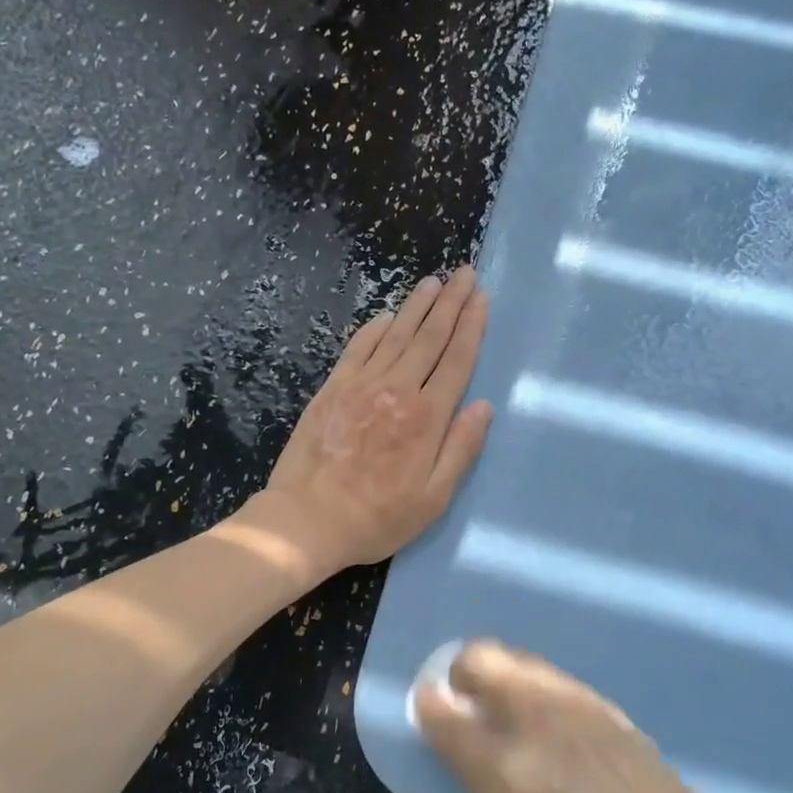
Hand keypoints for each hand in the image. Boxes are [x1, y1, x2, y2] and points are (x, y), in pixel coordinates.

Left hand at [256, 268, 492, 579]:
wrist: (308, 519)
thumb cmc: (378, 517)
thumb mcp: (434, 498)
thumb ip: (461, 449)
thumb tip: (483, 406)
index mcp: (427, 417)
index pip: (457, 360)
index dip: (472, 326)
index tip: (482, 298)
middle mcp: (398, 390)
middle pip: (430, 337)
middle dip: (450, 302)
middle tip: (465, 273)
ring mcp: (362, 386)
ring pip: (396, 335)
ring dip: (417, 306)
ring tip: (434, 281)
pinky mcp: (333, 389)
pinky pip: (358, 348)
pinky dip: (375, 329)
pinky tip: (387, 316)